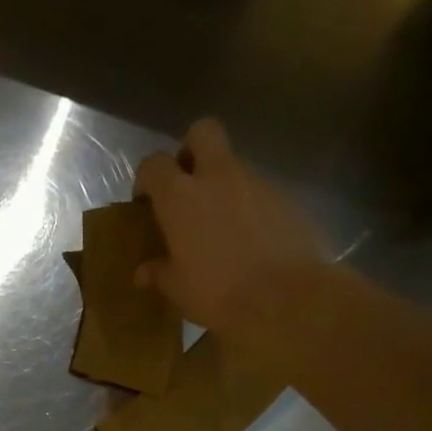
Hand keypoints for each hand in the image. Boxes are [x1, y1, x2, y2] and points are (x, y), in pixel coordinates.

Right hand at [132, 118, 326, 328]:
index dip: (146, 177)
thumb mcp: (177, 288)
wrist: (285, 298)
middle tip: (186, 184)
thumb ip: (159, 272)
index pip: (153, 163)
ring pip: (234, 164)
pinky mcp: (287, 198)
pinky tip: (249, 239)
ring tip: (219, 225)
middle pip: (203, 132)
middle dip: (190, 149)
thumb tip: (144, 272)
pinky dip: (249, 206)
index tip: (146, 201)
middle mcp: (218, 177)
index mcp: (180, 197)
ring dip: (222, 184)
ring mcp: (257, 183)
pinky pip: (260, 191)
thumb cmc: (216, 292)